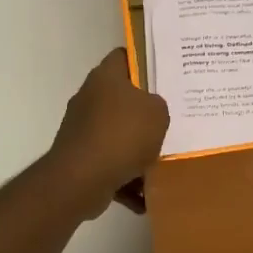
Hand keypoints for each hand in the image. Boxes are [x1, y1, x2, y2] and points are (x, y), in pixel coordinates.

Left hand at [45, 48, 170, 217]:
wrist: (82, 179)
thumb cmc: (122, 135)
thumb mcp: (158, 112)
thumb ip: (159, 104)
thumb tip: (150, 109)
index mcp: (105, 77)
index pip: (125, 56)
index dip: (145, 61)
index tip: (166, 74)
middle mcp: (89, 98)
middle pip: (122, 98)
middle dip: (145, 111)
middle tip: (172, 117)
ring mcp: (82, 129)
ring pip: (118, 134)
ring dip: (137, 149)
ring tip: (163, 160)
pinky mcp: (80, 158)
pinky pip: (111, 164)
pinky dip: (126, 179)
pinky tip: (145, 195)